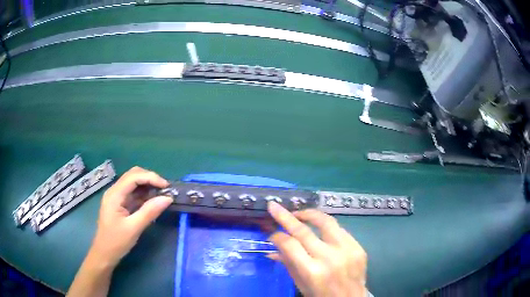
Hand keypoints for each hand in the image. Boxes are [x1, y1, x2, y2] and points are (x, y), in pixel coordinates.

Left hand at [88, 166, 172, 267]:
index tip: (167, 187)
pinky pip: (134, 194)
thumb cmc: (116, 242)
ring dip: (148, 186)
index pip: (133, 177)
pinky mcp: (120, 204)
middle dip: (150, 179)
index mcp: (114, 195)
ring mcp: (117, 197)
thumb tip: (168, 198)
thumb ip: (150, 212)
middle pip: (133, 175)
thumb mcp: (134, 228)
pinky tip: (153, 201)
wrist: (105, 254)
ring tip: (162, 195)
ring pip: (134, 183)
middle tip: (165, 190)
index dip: (151, 177)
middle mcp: (115, 191)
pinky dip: (145, 195)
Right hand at [267, 202, 367, 296]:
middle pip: (304, 230)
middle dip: (286, 216)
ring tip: (298, 213)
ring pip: (326, 221)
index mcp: (312, 271)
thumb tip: (272, 249)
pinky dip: (326, 226)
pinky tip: (319, 228)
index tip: (271, 234)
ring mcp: (347, 250)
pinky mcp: (358, 246)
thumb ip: (288, 264)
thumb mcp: (301, 284)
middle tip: (274, 206)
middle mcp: (330, 258)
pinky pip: (340, 229)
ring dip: (309, 214)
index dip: (277, 236)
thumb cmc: (321, 295)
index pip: (290, 245)